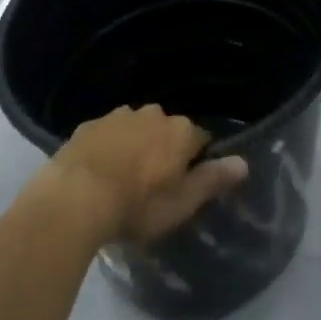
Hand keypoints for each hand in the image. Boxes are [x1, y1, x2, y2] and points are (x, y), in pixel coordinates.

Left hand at [41, 105, 248, 244]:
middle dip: (162, 150)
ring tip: (123, 179)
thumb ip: (212, 180)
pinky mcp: (90, 124)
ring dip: (135, 146)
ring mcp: (120, 115)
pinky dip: (108, 148)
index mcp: (180, 131)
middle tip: (151, 185)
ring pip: (136, 128)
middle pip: (167, 130)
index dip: (194, 162)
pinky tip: (98, 172)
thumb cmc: (137, 206)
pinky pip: (107, 134)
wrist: (76, 196)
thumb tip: (244, 162)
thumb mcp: (181, 204)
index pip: (199, 140)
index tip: (183, 185)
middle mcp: (154, 114)